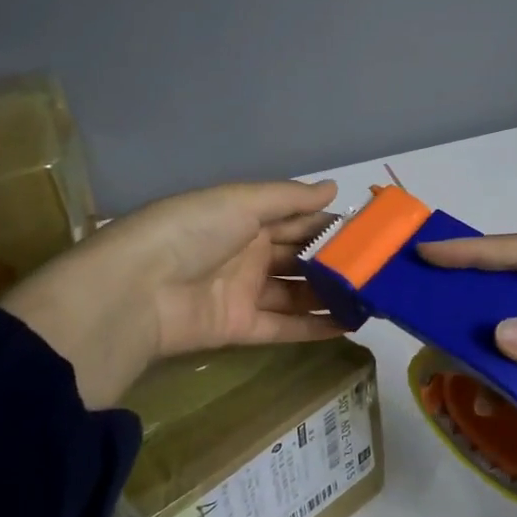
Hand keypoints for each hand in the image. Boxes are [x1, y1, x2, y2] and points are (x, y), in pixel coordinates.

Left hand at [2, 180, 342, 406]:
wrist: (137, 290)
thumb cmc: (191, 232)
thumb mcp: (239, 201)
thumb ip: (288, 199)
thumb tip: (332, 189)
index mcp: (242, 217)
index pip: (294, 218)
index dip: (328, 224)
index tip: (369, 231)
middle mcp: (245, 252)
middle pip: (298, 256)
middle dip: (334, 261)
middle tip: (379, 268)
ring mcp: (243, 291)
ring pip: (295, 293)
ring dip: (330, 295)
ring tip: (373, 298)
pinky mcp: (239, 327)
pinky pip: (284, 326)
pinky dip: (314, 327)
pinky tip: (349, 326)